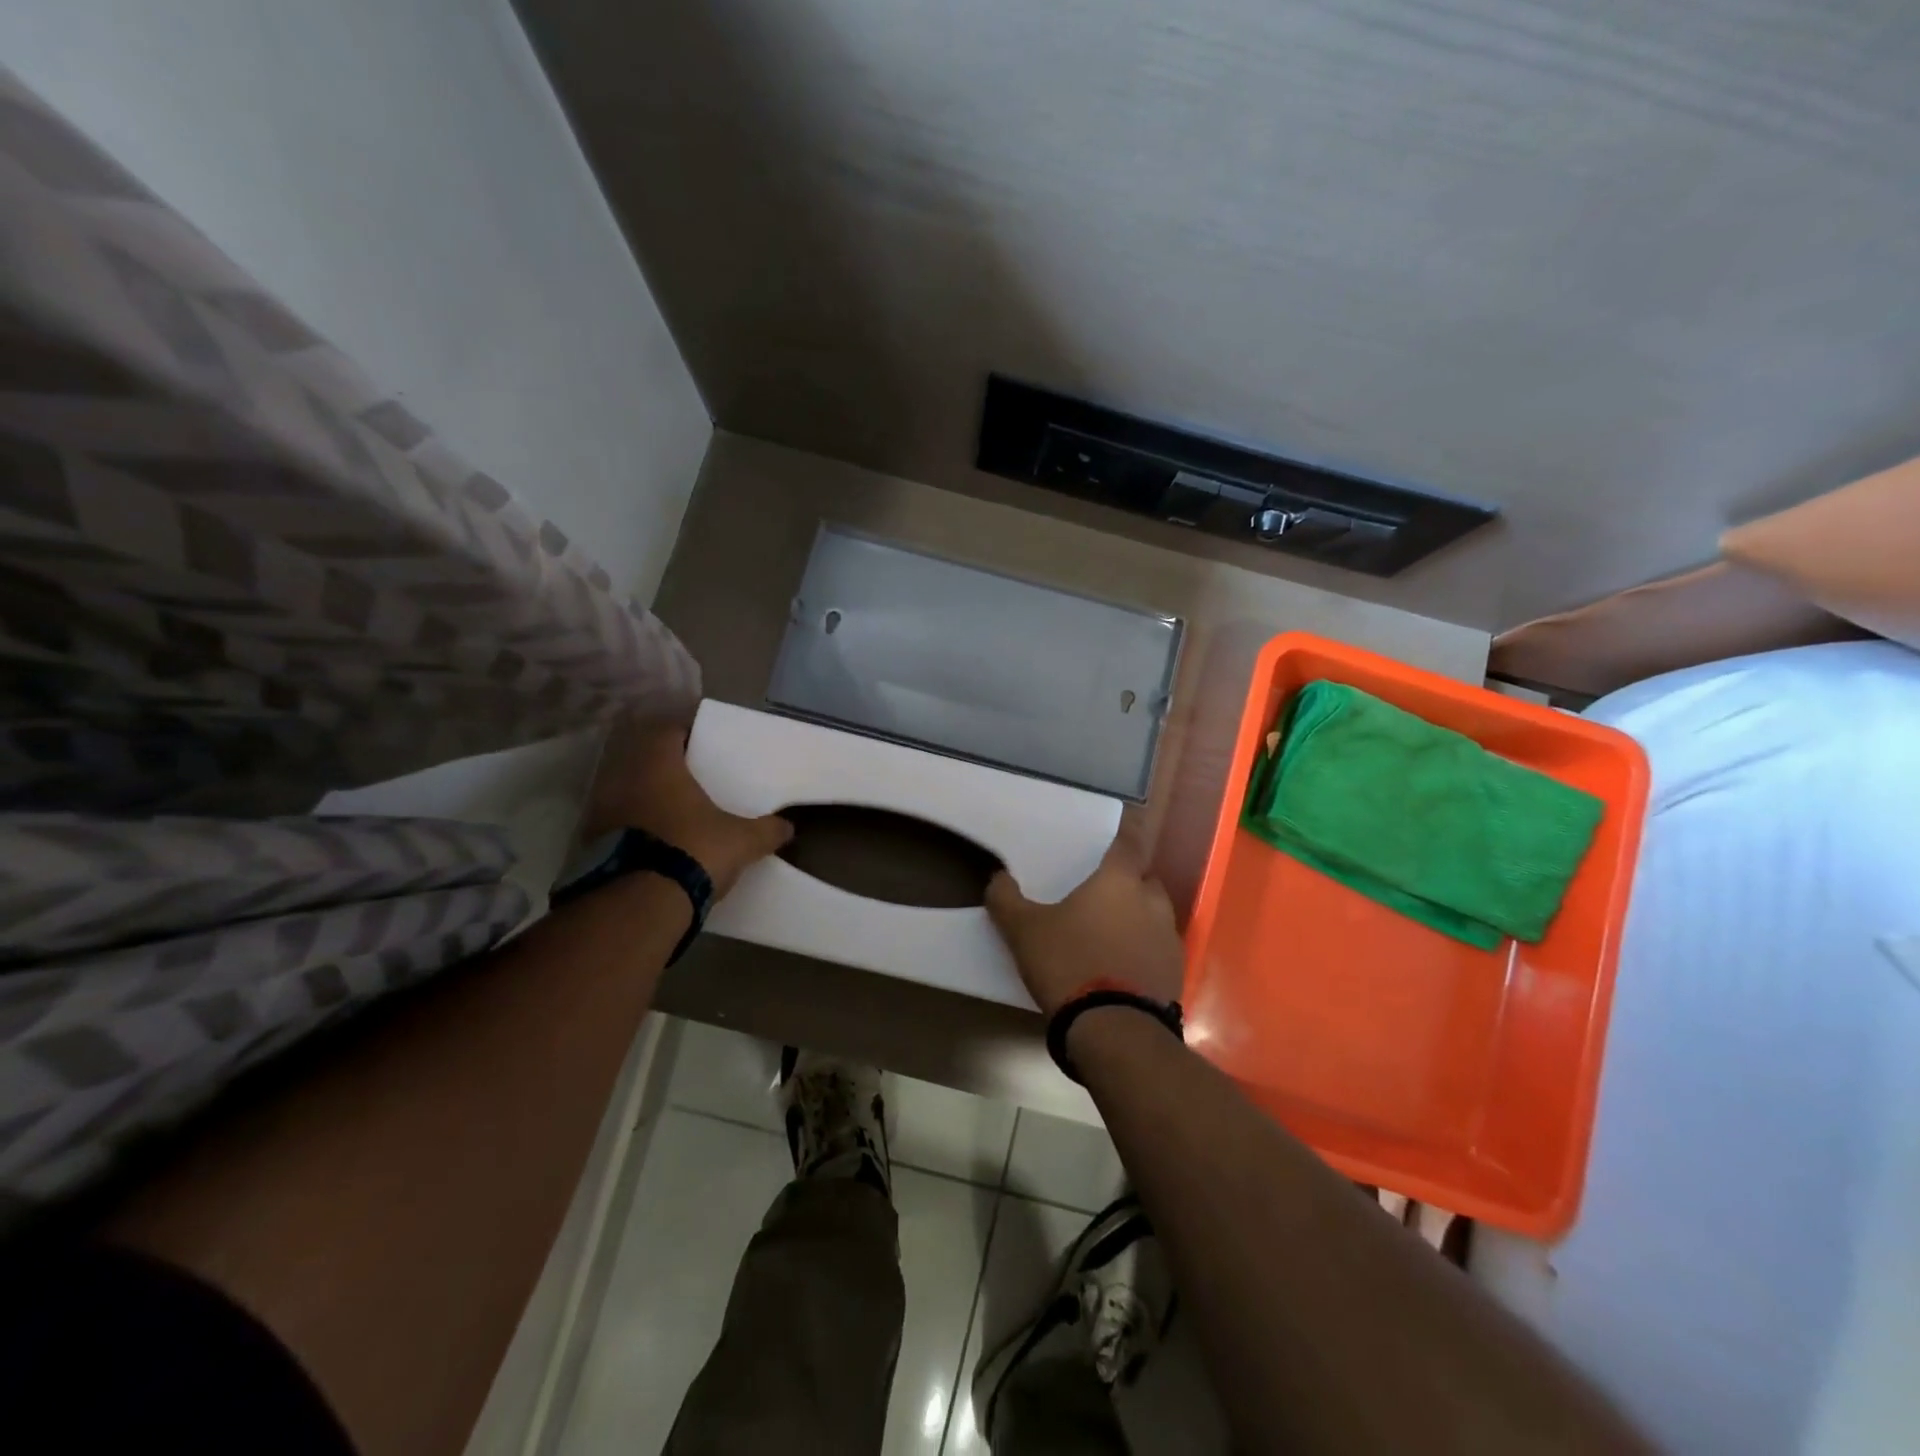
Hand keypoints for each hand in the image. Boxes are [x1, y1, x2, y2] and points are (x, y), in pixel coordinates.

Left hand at [584, 715, 792, 896]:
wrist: (638, 905)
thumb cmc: (693, 851)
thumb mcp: (741, 841)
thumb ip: (766, 831)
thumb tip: (788, 827)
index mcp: (657, 765)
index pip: (665, 731)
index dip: (682, 733)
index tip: (699, 743)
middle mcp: (621, 780)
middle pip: (640, 760)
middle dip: (662, 767)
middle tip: (688, 778)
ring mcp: (599, 812)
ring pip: (623, 792)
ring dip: (643, 798)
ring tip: (670, 812)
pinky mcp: (587, 845)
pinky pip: (613, 824)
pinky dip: (630, 828)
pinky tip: (652, 842)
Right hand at [985, 833, 1186, 1015]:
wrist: (1114, 1029)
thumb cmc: (1069, 964)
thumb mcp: (1024, 931)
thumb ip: (1006, 901)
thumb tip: (997, 877)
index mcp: (1118, 881)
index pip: (1129, 843)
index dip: (1125, 835)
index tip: (1119, 832)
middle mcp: (1151, 902)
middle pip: (1145, 879)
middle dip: (1128, 882)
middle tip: (1102, 893)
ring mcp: (1168, 939)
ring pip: (1155, 916)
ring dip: (1138, 918)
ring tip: (1110, 934)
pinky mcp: (1175, 974)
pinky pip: (1159, 950)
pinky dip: (1144, 952)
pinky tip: (1122, 968)